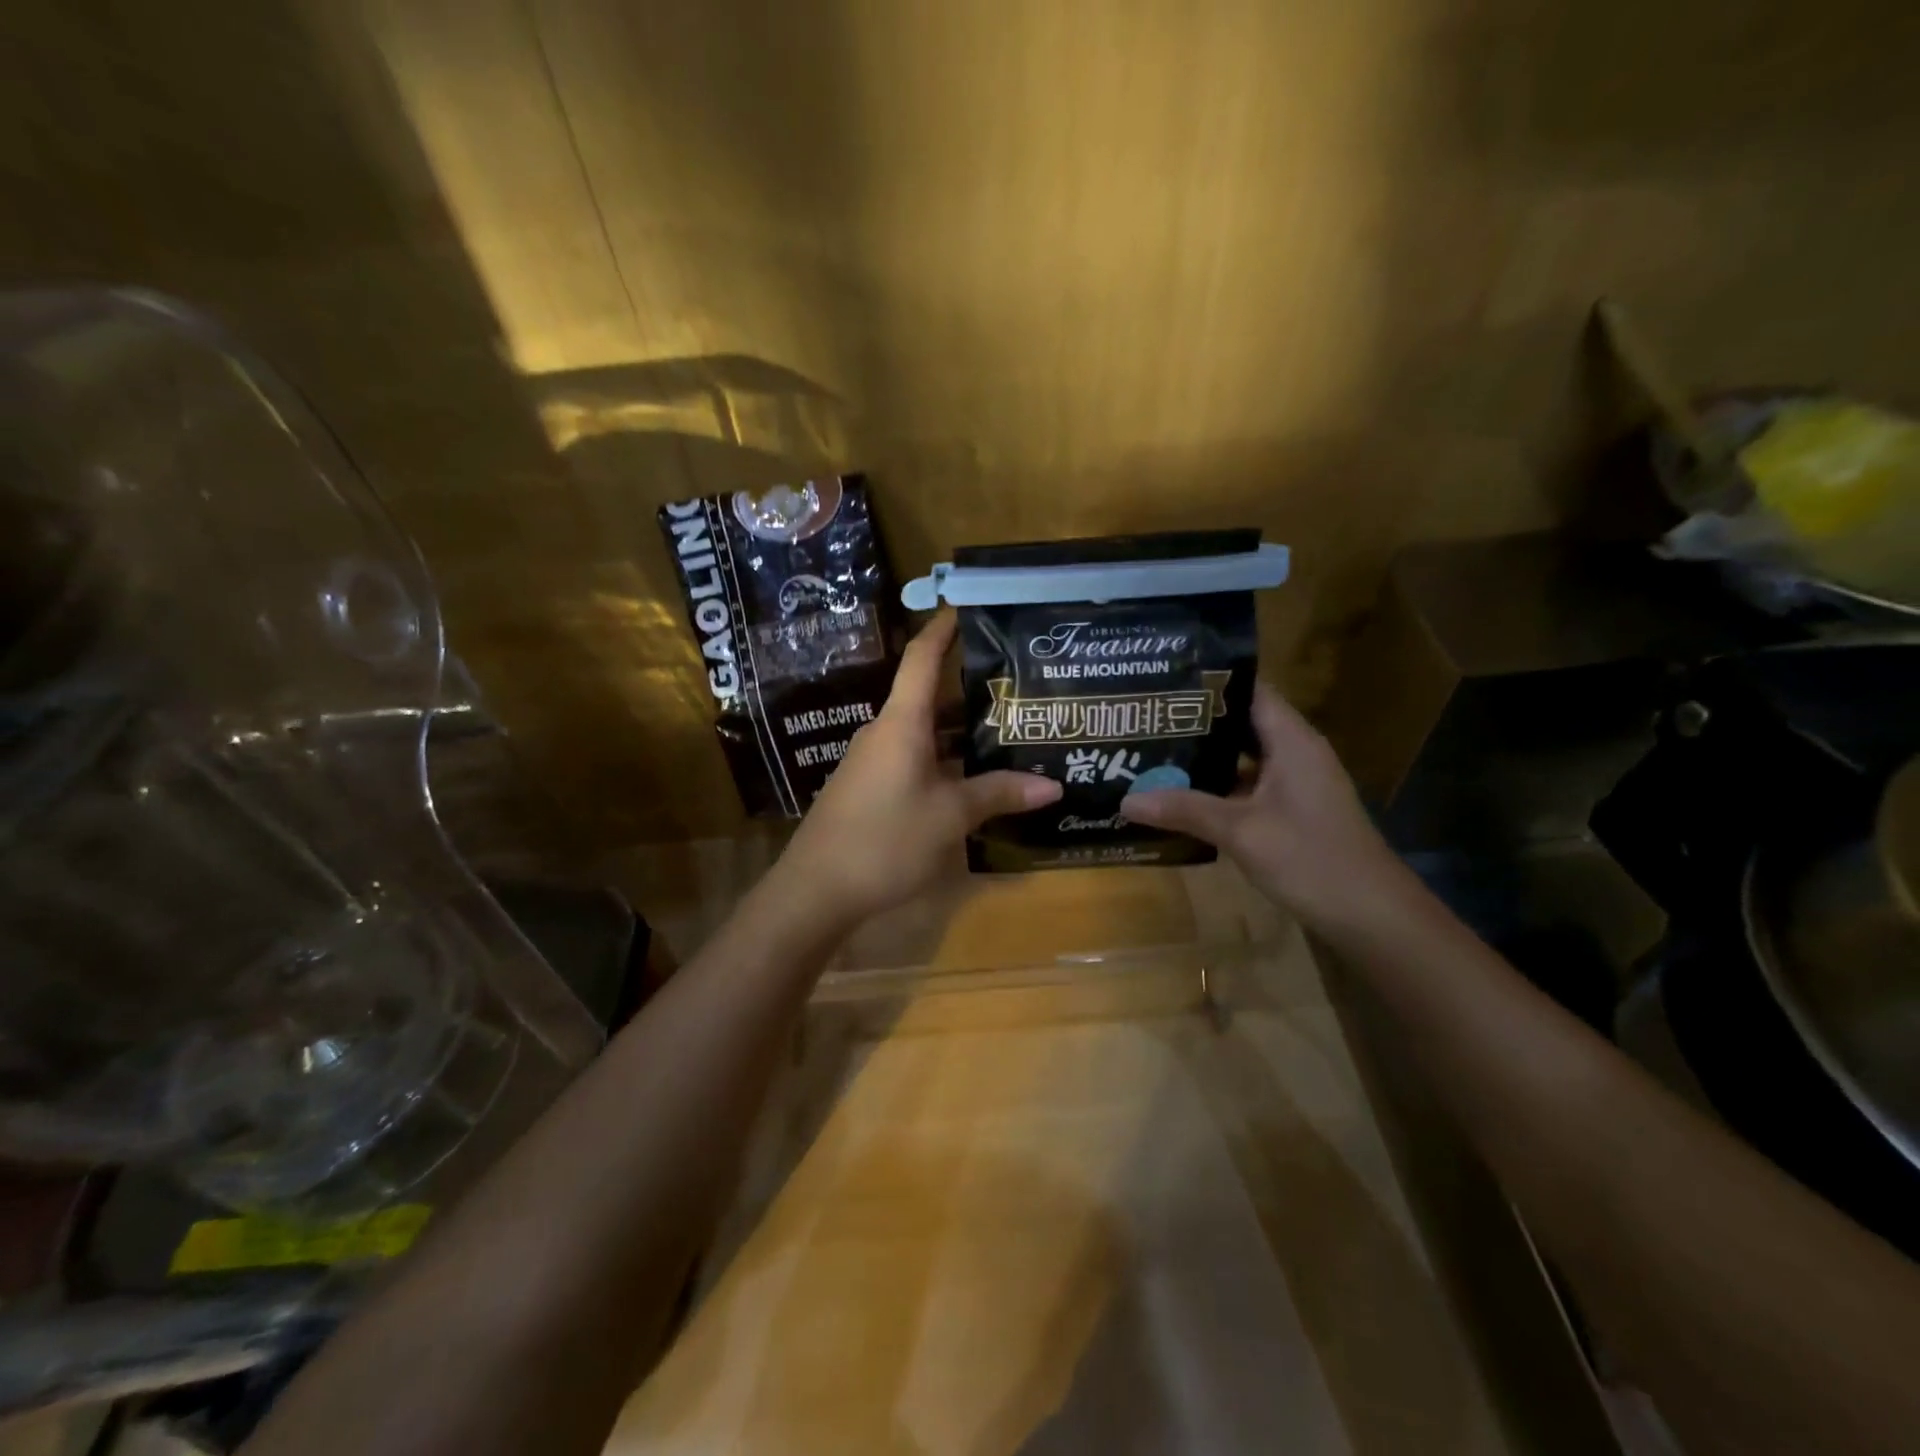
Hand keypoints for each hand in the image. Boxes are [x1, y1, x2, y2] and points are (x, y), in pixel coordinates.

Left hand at [773, 610, 1061, 924]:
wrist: (816, 890)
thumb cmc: (885, 840)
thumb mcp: (950, 817)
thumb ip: (998, 795)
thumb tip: (1052, 785)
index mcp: (901, 724)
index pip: (922, 659)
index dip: (943, 629)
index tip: (966, 605)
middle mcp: (885, 733)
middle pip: (928, 697)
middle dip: (970, 689)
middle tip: (1017, 685)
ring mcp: (873, 762)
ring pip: (923, 733)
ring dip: (960, 732)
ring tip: (1007, 731)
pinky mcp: (870, 790)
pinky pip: (913, 760)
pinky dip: (944, 759)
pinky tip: (973, 778)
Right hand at [1122, 681, 1415, 931]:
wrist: (1372, 917)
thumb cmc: (1312, 860)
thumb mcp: (1241, 832)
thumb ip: (1184, 810)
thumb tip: (1125, 800)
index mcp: (1291, 741)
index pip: (1249, 691)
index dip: (1207, 683)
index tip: (1161, 683)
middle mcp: (1294, 753)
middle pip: (1240, 724)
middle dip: (1193, 724)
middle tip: (1143, 721)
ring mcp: (1294, 785)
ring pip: (1241, 759)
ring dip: (1202, 759)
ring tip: (1151, 754)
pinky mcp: (1291, 813)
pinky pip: (1246, 788)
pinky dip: (1216, 789)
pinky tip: (1180, 799)